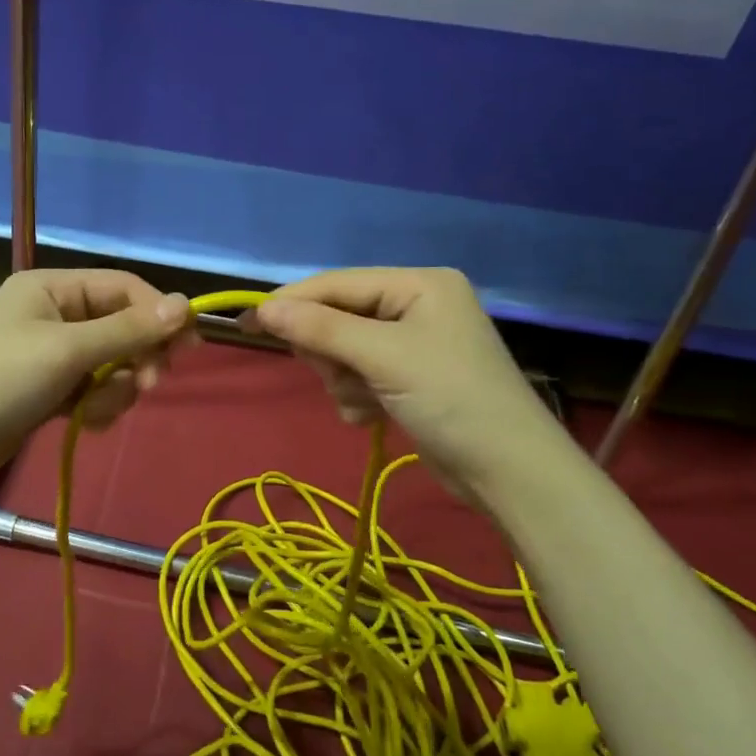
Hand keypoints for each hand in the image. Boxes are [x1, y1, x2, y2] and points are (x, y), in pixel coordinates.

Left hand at [0, 269, 194, 490]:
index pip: (123, 287)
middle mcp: (53, 314)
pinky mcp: (47, 391)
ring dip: (115, 388)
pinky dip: (96, 406)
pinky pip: (92, 390)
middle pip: (121, 326)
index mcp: (53, 288)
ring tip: (95, 410)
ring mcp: (49, 355)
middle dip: (137, 356)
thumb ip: (128, 330)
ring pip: (111, 364)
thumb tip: (185, 305)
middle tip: (149, 384)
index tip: (188, 345)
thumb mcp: (67, 350)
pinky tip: (83, 423)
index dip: (159, 313)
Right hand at [251, 267, 571, 502]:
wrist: (508, 472)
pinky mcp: (410, 379)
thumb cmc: (450, 399)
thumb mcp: (382, 357)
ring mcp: (414, 344)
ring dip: (344, 380)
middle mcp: (416, 306)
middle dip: (331, 352)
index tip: (248, 322)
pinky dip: (358, 397)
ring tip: (367, 402)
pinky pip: (360, 376)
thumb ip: (321, 329)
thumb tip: (263, 308)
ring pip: (344, 351)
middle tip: (338, 374)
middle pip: (339, 317)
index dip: (292, 302)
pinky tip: (374, 416)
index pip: (338, 283)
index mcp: (418, 284)